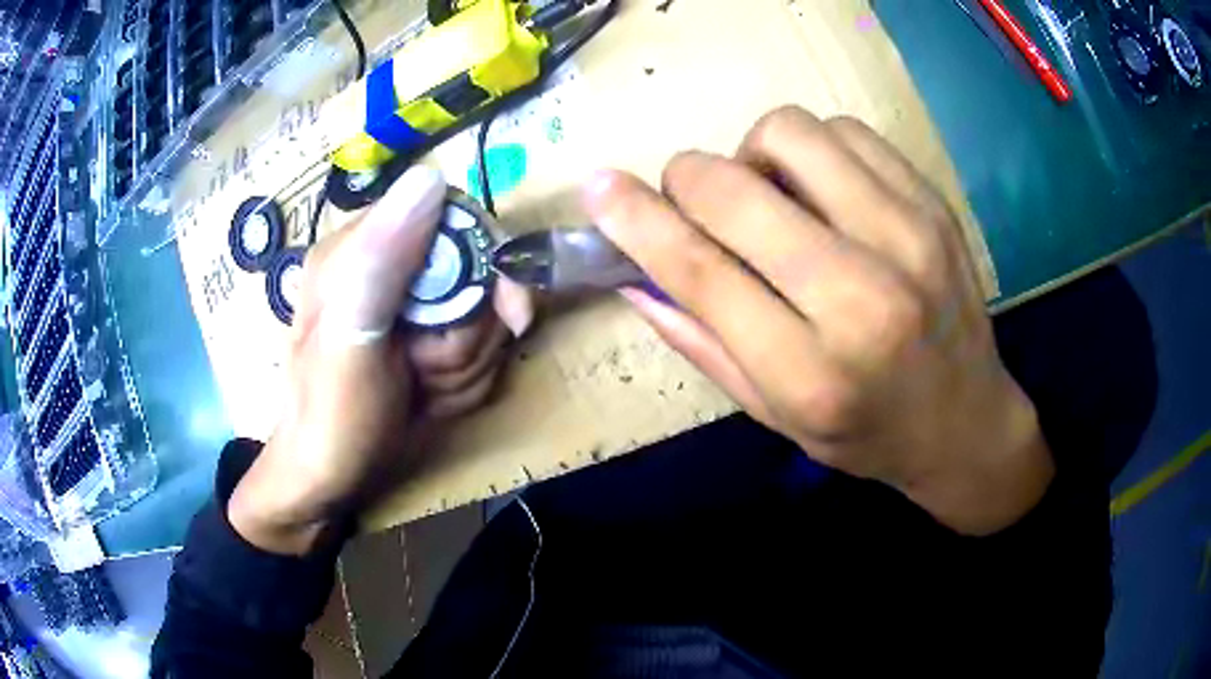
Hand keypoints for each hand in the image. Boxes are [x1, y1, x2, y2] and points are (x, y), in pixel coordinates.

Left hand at [229, 167, 533, 554]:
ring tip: (422, 388)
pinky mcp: (426, 339)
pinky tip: (429, 398)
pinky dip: (465, 381)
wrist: (330, 482)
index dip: (488, 264)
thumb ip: (381, 259)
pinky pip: (479, 348)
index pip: (457, 219)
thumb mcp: (350, 338)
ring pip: (485, 316)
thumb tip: (431, 175)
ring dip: (467, 364)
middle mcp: (387, 265)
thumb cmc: (331, 418)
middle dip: (470, 332)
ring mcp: (409, 305)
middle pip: (480, 272)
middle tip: (426, 368)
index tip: (504, 313)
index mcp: (362, 247)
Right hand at [586, 107, 1051, 534]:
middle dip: (688, 180)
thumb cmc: (865, 433)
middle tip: (696, 202)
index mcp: (810, 372)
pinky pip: (844, 131)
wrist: (966, 423)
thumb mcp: (774, 415)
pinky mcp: (932, 203)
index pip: (700, 270)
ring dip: (754, 155)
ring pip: (790, 134)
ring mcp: (907, 238)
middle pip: (736, 189)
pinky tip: (822, 189)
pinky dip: (812, 148)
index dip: (637, 219)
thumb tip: (630, 274)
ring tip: (771, 196)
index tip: (599, 187)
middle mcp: (862, 298)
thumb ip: (698, 341)